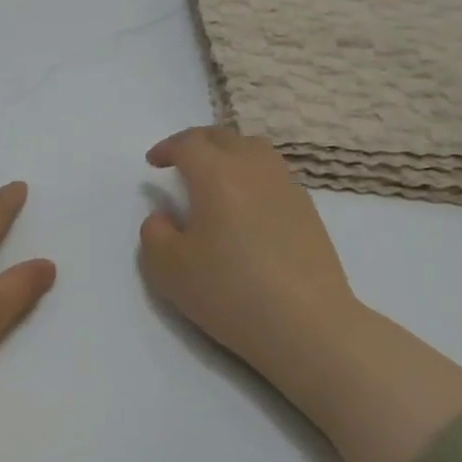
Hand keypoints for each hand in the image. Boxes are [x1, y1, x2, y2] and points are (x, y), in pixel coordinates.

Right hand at [138, 127, 361, 402]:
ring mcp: (287, 187)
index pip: (189, 143)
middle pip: (224, 138)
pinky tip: (245, 206)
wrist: (306, 324)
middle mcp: (254, 169)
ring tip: (215, 177)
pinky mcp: (307, 210)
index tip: (153, 163)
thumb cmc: (229, 292)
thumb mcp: (167, 268)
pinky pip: (273, 174)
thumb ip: (154, 233)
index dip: (167, 148)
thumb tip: (164, 218)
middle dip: (197, 143)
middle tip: (180, 161)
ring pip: (255, 150)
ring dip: (229, 153)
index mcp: (217, 175)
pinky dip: (252, 175)